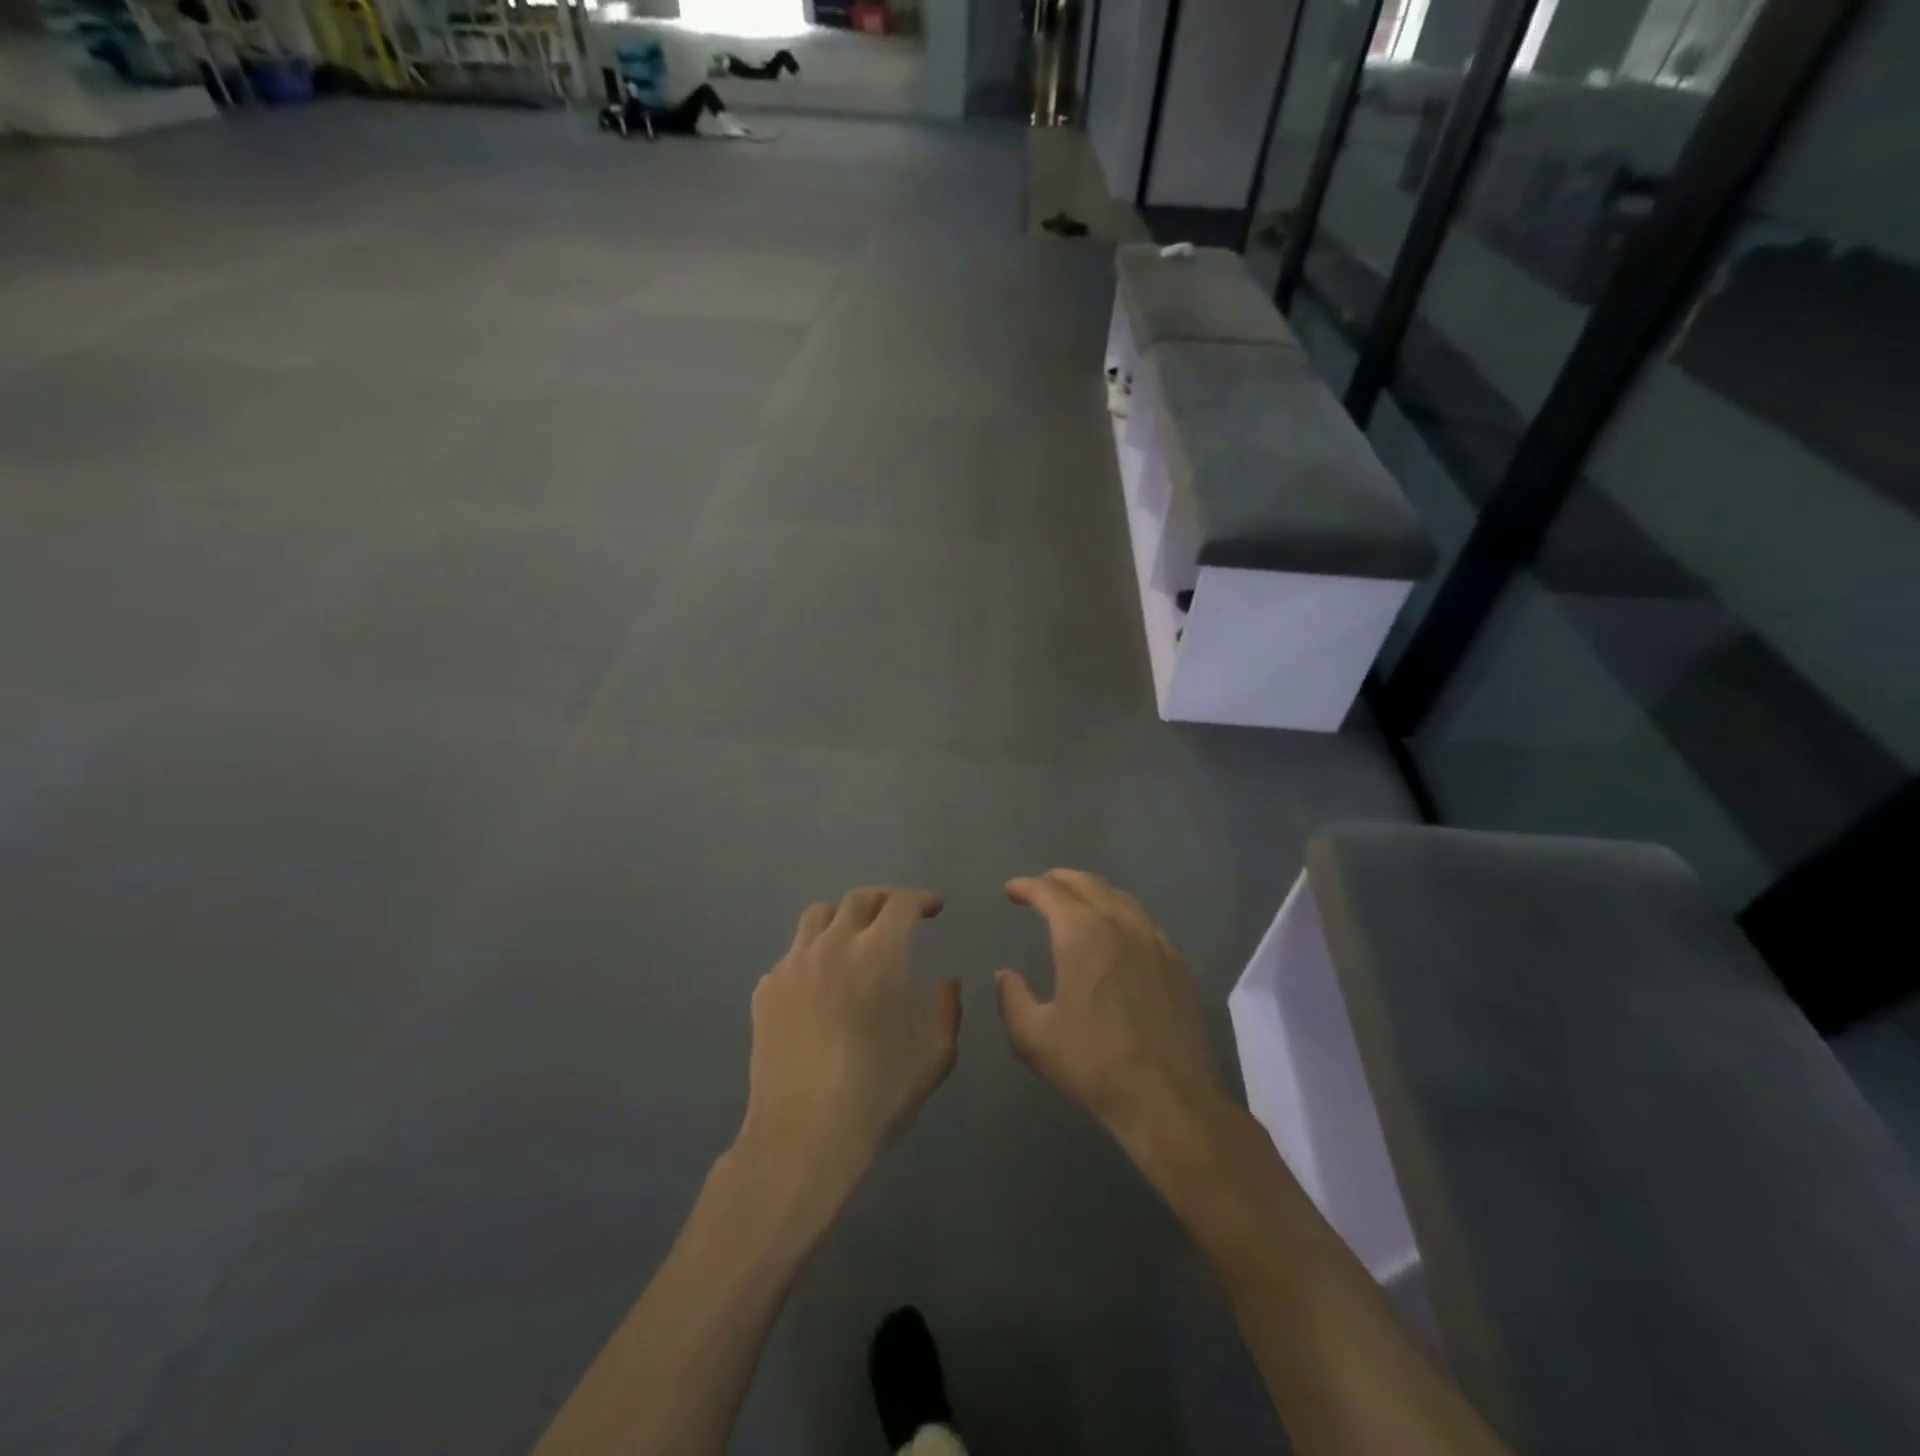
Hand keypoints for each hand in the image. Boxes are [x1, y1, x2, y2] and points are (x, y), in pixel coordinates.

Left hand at [737, 888, 959, 1195]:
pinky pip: (793, 954)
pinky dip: (814, 955)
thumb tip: (947, 983)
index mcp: (877, 952)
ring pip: (817, 917)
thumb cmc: (878, 1093)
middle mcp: (832, 944)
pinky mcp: (766, 990)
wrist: (803, 1137)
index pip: (901, 903)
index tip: (934, 909)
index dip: (922, 900)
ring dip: (843, 918)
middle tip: (899, 917)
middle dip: (885, 900)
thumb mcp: (935, 1053)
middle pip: (858, 899)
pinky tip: (822, 985)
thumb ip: (947, 1008)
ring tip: (855, 940)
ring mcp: (793, 965)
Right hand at [997, 870, 1230, 1151]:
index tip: (1012, 890)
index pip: (1050, 893)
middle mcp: (1120, 926)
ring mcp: (1155, 942)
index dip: (1027, 887)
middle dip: (1060, 880)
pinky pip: (1146, 924)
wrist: (1169, 1099)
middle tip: (1042, 885)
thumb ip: (1012, 1000)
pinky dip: (1123, 915)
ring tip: (1079, 900)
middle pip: (1089, 885)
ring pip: (1122, 899)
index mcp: (1082, 936)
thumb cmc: (1094, 1065)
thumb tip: (1006, 975)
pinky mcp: (1178, 964)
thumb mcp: (1034, 1039)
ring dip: (1094, 892)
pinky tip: (1120, 934)